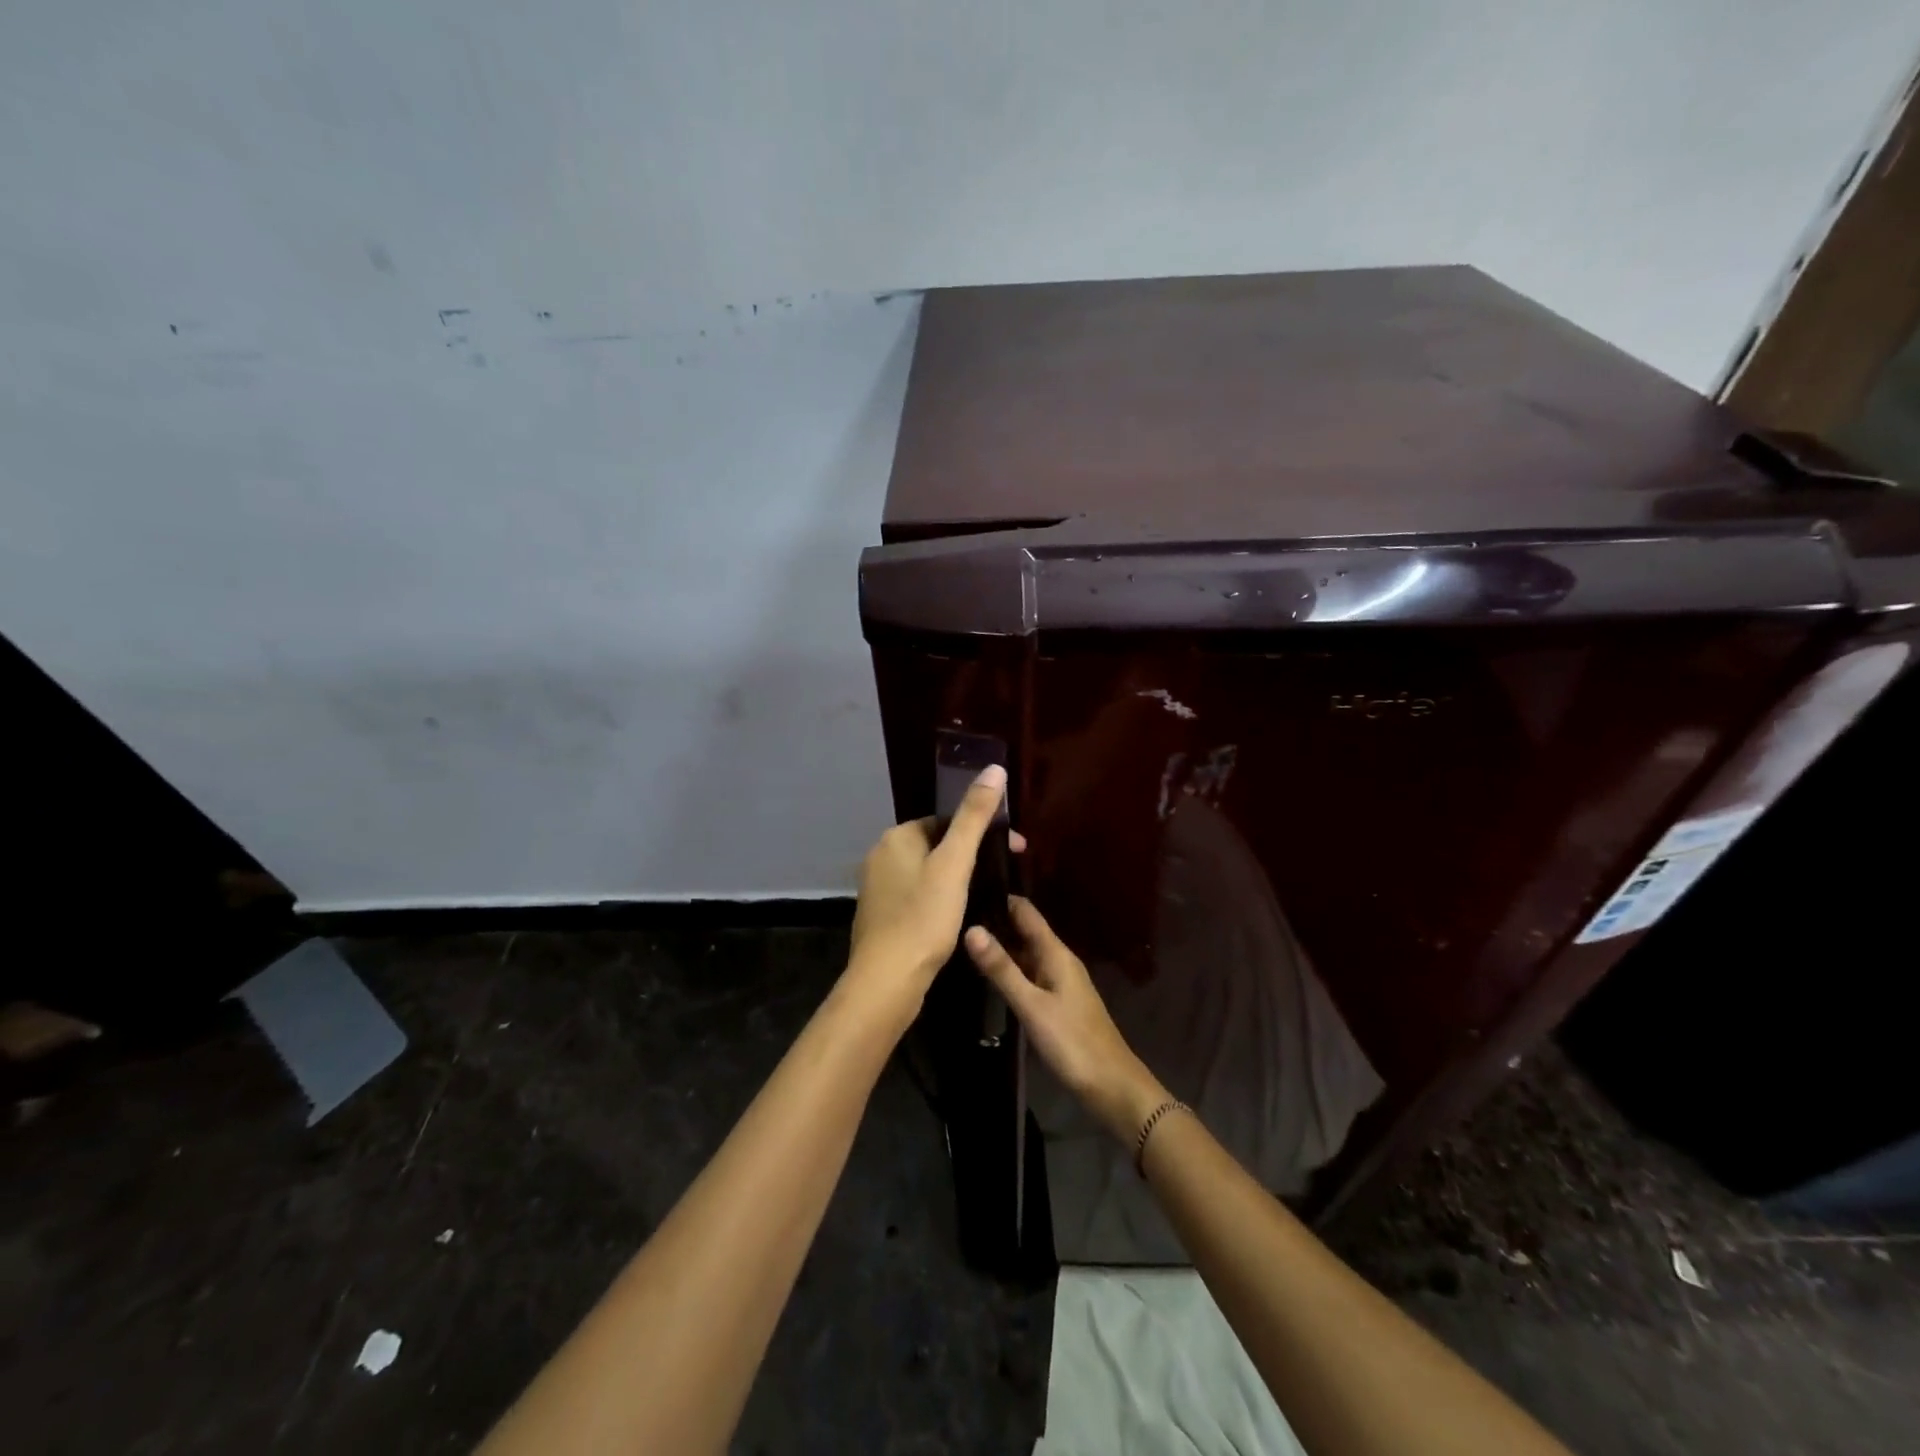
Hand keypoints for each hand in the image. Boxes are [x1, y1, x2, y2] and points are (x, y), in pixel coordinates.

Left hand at [846, 765, 1020, 1015]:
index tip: (1015, 850)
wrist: (887, 981)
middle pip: (937, 845)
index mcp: (896, 838)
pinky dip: (939, 899)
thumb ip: (974, 817)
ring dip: (957, 878)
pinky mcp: (880, 916)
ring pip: (928, 872)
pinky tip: (957, 918)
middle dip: (972, 855)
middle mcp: (881, 856)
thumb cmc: (924, 917)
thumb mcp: (955, 864)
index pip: (946, 821)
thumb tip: (994, 769)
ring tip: (987, 896)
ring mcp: (878, 888)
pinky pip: (917, 896)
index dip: (983, 831)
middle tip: (1006, 874)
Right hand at [965, 897, 1169, 1144]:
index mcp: (1056, 953)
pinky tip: (987, 975)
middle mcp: (1058, 960)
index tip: (968, 886)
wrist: (1110, 1086)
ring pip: (1025, 954)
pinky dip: (1009, 969)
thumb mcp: (1031, 1005)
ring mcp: (1059, 982)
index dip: (1000, 896)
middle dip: (995, 921)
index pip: (1025, 911)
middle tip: (955, 914)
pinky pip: (1029, 974)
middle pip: (1024, 931)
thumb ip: (1001, 969)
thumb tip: (971, 928)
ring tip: (962, 939)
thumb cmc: (1072, 1041)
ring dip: (1000, 946)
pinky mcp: (1057, 1003)